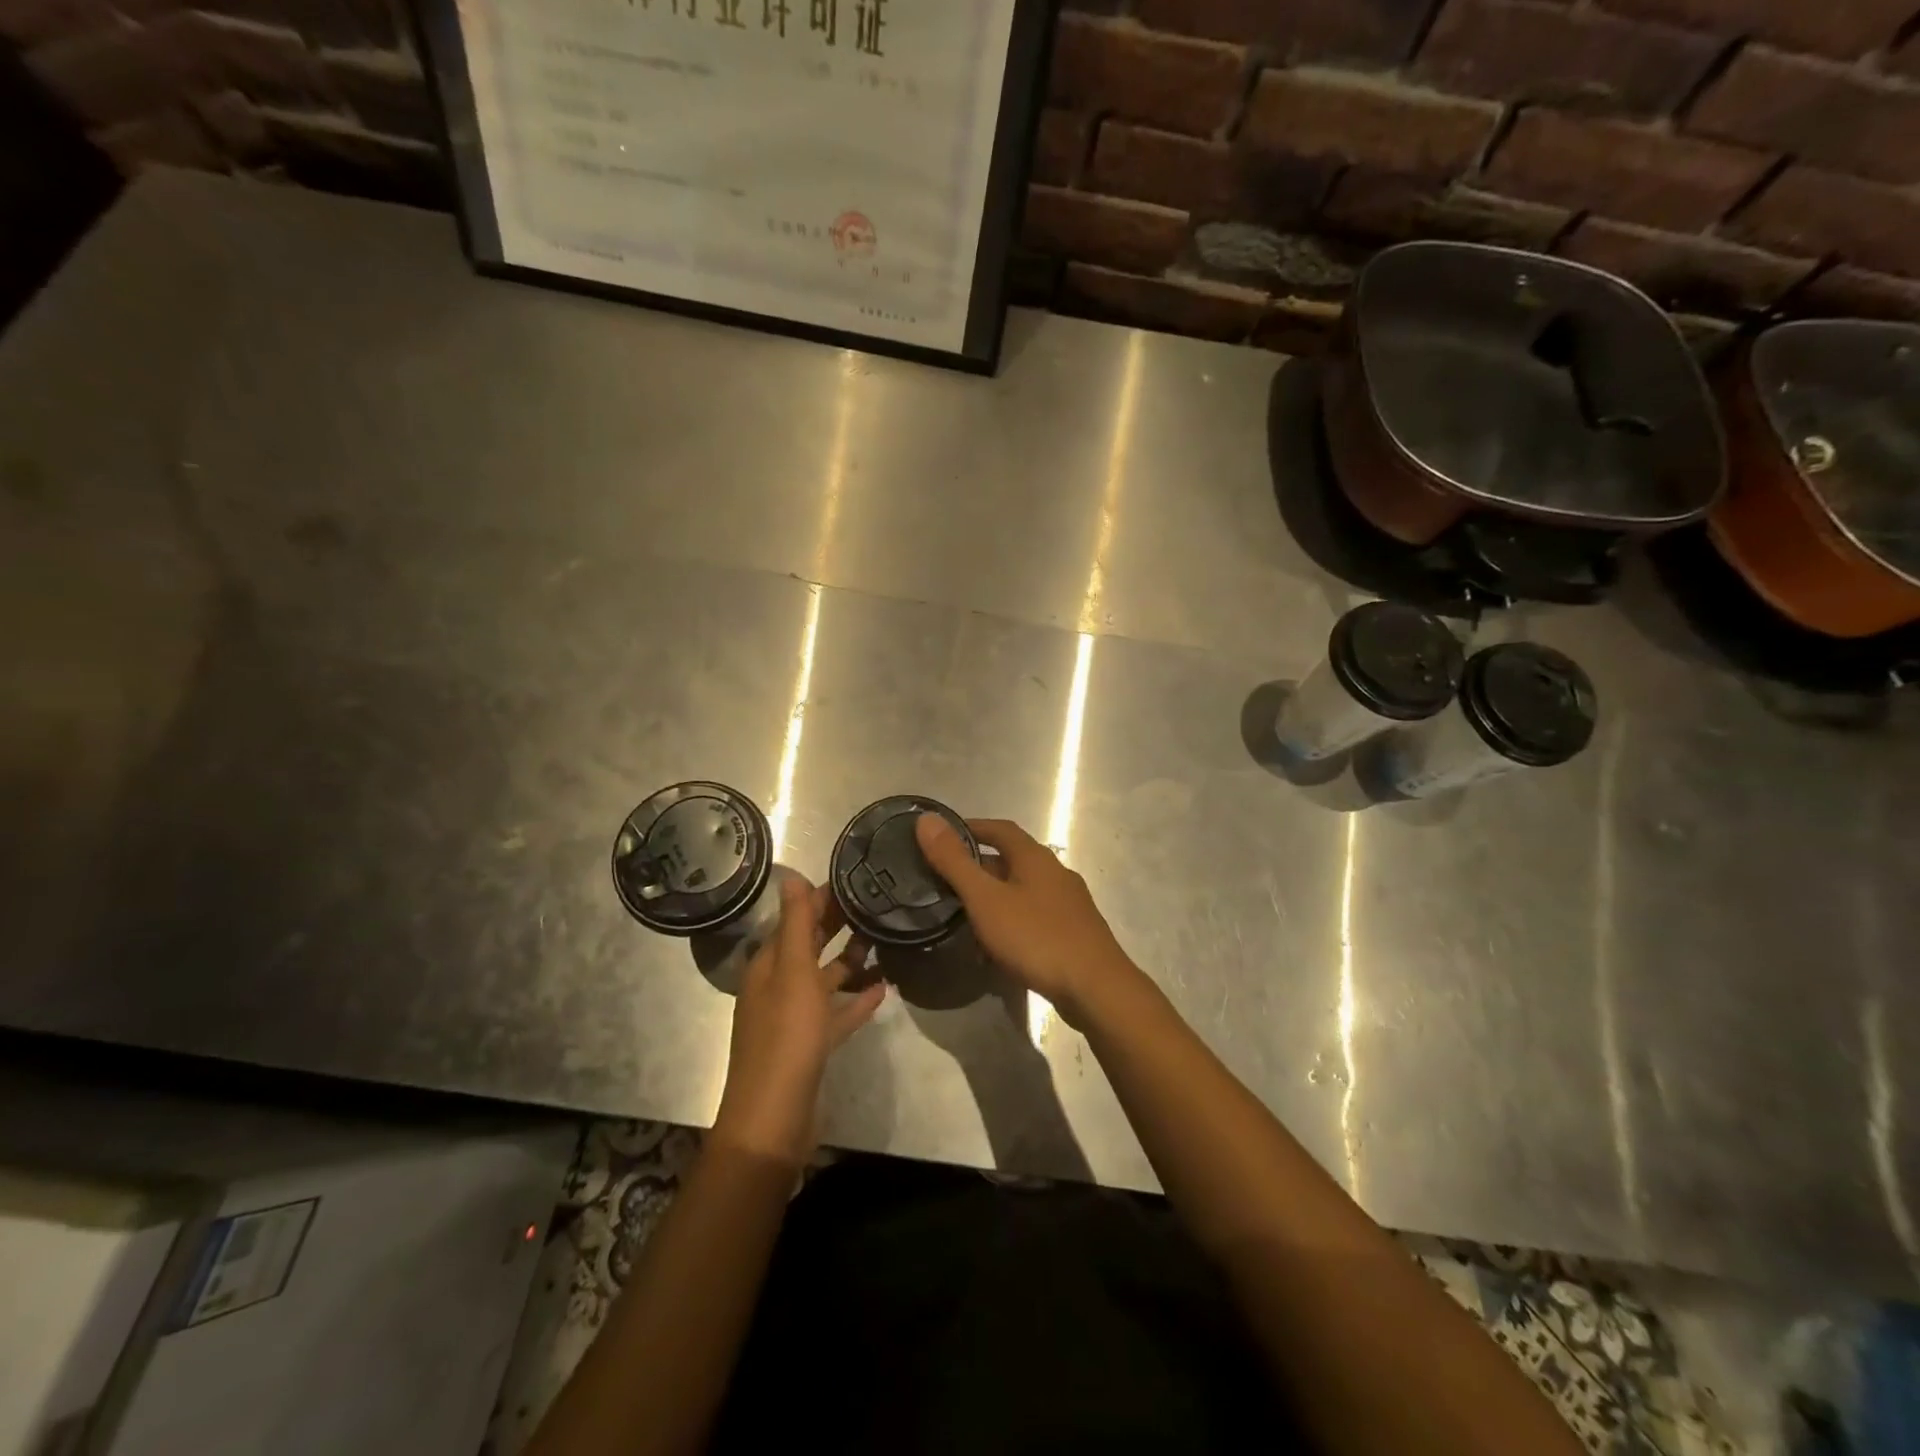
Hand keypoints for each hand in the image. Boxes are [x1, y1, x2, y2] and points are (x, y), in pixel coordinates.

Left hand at [712, 877, 886, 1166]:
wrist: (774, 1118)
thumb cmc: (786, 1036)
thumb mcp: (793, 971)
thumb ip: (795, 923)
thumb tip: (790, 874)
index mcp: (768, 965)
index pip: (795, 919)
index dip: (821, 899)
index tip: (856, 879)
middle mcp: (778, 986)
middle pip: (809, 947)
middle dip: (837, 925)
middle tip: (876, 904)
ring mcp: (793, 1018)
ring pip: (824, 980)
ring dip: (850, 962)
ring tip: (883, 942)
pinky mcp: (810, 1046)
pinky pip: (835, 1014)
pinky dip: (855, 1000)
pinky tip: (884, 990)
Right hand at [914, 815, 1139, 1027]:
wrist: (1096, 988)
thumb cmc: (1036, 937)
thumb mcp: (986, 899)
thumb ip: (954, 861)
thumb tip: (926, 819)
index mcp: (1035, 857)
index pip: (1000, 828)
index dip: (971, 827)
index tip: (942, 836)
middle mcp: (1055, 872)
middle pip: (1012, 859)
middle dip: (979, 865)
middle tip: (944, 880)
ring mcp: (1068, 903)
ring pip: (1022, 889)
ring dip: (994, 895)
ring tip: (964, 913)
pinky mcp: (1074, 932)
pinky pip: (1034, 915)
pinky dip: (1011, 920)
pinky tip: (997, 945)